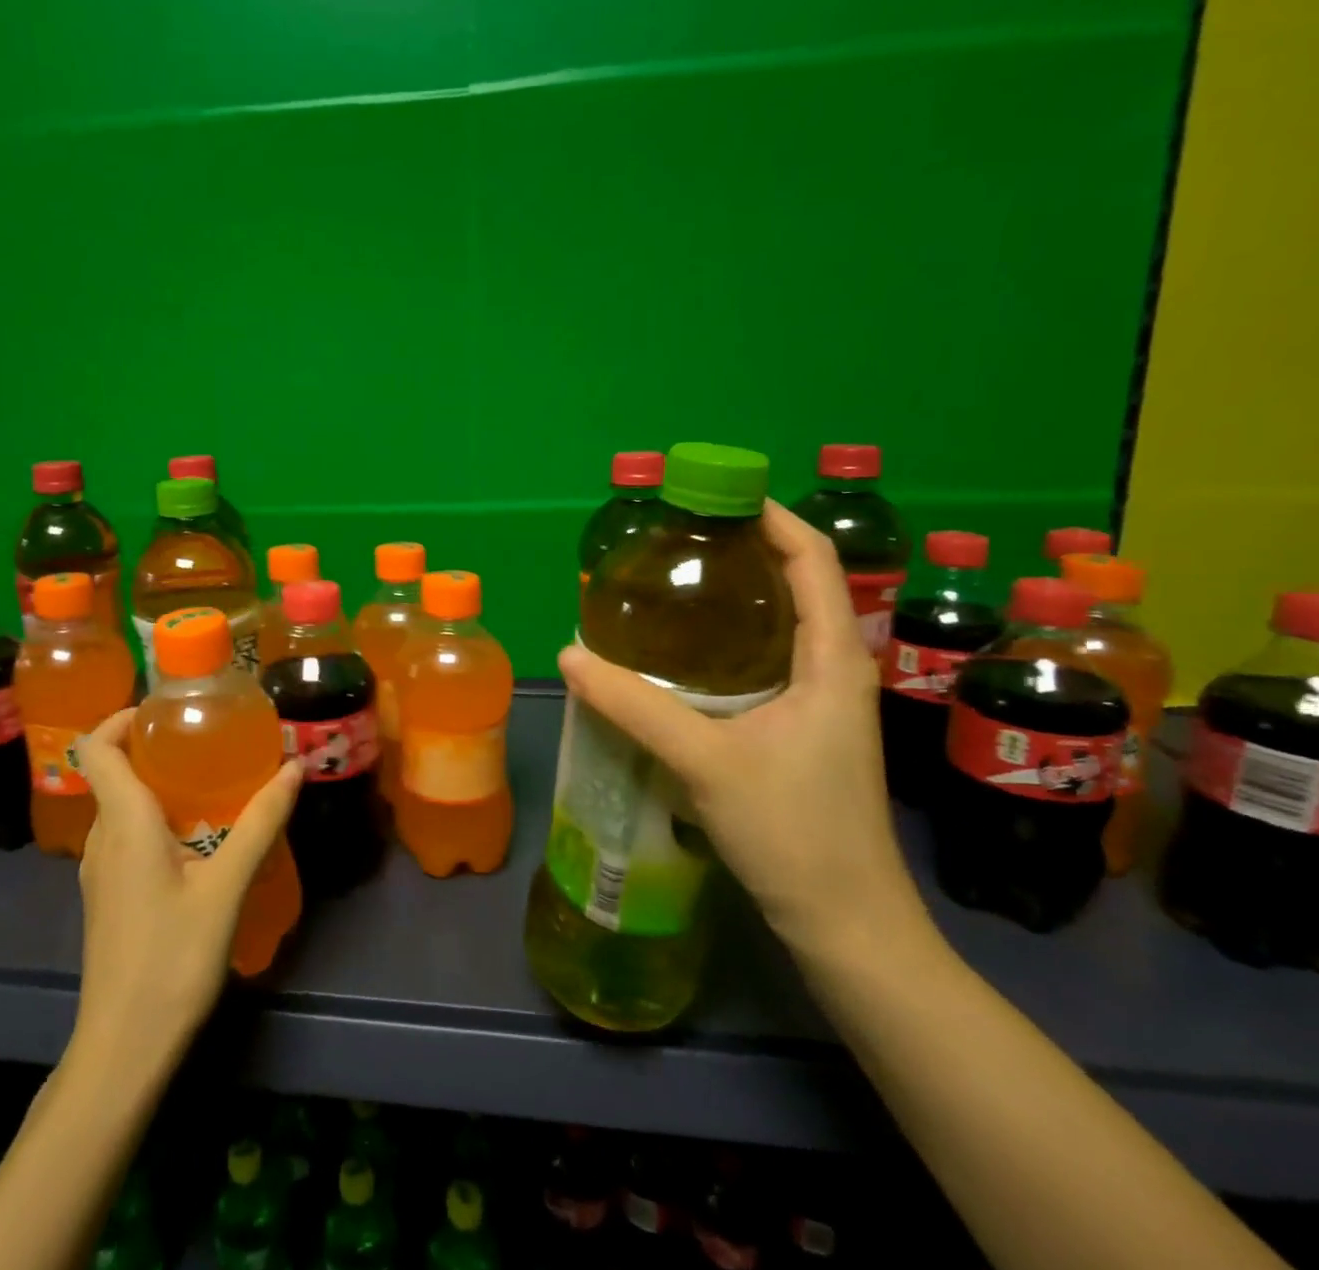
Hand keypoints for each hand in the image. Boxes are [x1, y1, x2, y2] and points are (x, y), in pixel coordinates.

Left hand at [69, 710, 301, 1058]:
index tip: (167, 712)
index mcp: (123, 823)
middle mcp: (103, 838)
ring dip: (157, 785)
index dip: (122, 718)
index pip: (97, 748)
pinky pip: (126, 837)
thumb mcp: (226, 886)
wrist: (123, 1049)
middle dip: (154, 748)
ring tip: (211, 784)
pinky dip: (155, 819)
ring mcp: (100, 871)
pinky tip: (198, 839)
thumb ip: (260, 823)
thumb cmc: (172, 959)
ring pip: (121, 807)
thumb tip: (293, 767)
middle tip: (207, 742)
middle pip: (113, 772)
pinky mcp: (108, 896)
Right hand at [558, 500, 925, 959]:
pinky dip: (729, 639)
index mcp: (832, 662)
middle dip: (746, 548)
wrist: (846, 924)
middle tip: (678, 535)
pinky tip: (682, 652)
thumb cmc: (794, 834)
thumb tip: (570, 655)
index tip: (718, 492)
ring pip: (781, 625)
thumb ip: (635, 706)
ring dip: (737, 594)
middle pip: (799, 584)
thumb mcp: (706, 761)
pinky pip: (766, 661)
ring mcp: (820, 703)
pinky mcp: (801, 730)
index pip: (815, 561)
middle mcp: (834, 670)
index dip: (774, 517)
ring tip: (674, 579)